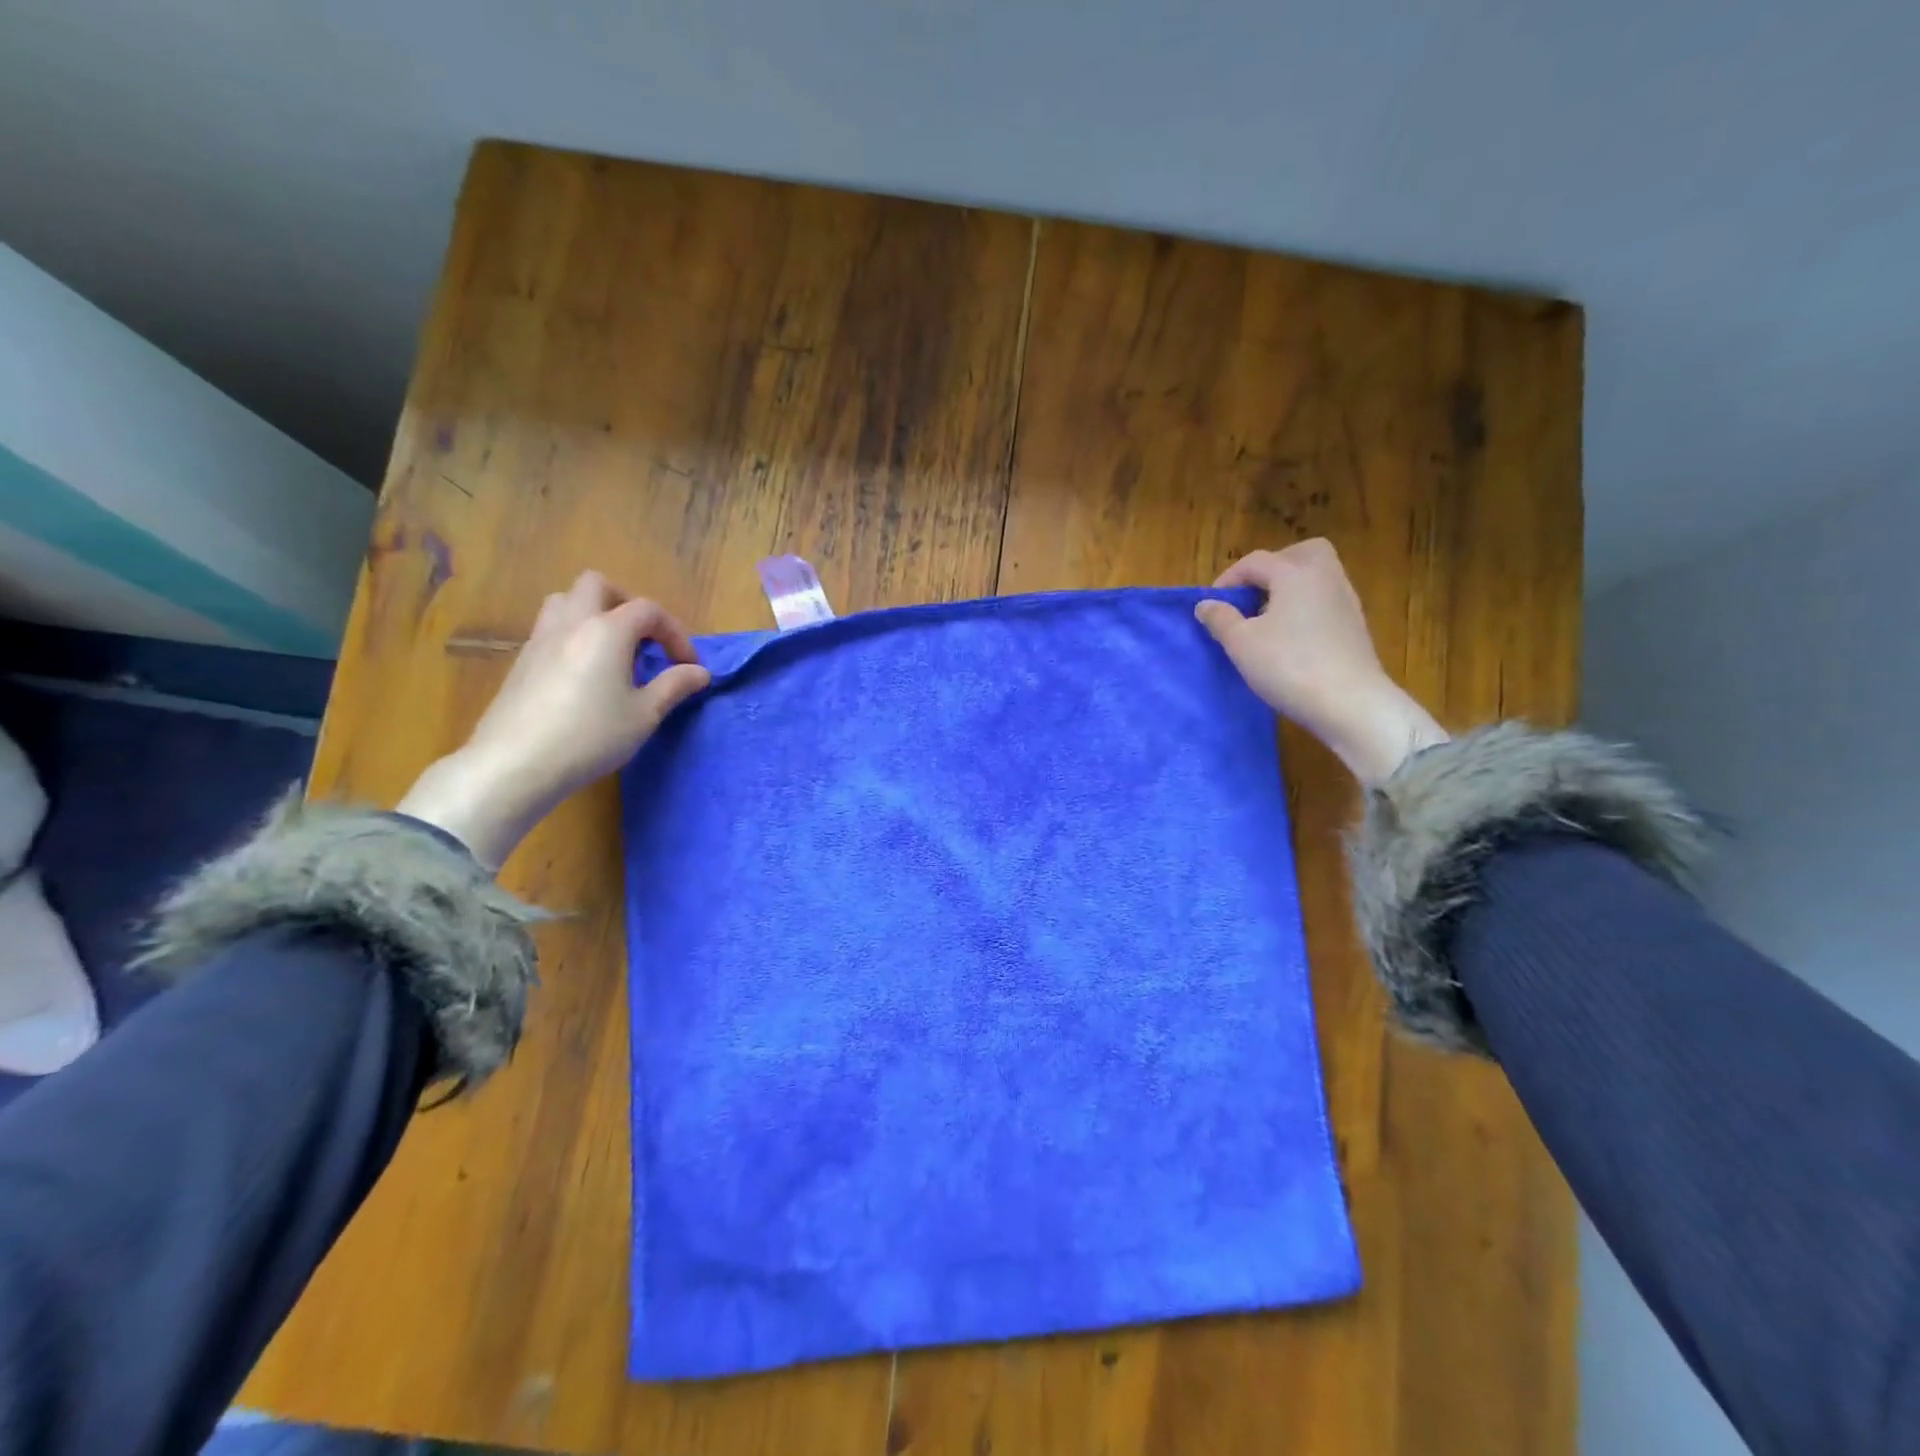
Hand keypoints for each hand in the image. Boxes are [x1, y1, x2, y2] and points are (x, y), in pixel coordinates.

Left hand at [397, 571, 709, 867]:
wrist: (516, 762)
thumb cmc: (591, 735)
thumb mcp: (645, 714)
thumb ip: (674, 686)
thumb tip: (699, 672)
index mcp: (607, 630)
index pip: (648, 610)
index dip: (674, 632)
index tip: (687, 665)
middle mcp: (572, 623)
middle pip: (597, 585)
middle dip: (627, 603)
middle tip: (644, 638)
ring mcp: (540, 640)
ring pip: (565, 601)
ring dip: (593, 613)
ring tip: (612, 649)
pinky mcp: (521, 662)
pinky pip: (550, 629)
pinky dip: (573, 636)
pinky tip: (583, 674)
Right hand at [1195, 540, 1447, 785]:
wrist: (1349, 703)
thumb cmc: (1288, 666)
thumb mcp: (1241, 644)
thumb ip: (1221, 619)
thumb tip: (1206, 604)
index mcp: (1295, 573)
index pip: (1255, 562)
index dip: (1228, 579)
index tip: (1212, 605)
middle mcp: (1325, 577)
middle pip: (1300, 554)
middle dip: (1272, 567)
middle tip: (1251, 594)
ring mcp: (1345, 601)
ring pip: (1317, 576)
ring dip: (1290, 588)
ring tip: (1267, 618)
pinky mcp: (1355, 626)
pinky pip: (1326, 600)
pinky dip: (1306, 607)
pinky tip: (1291, 636)